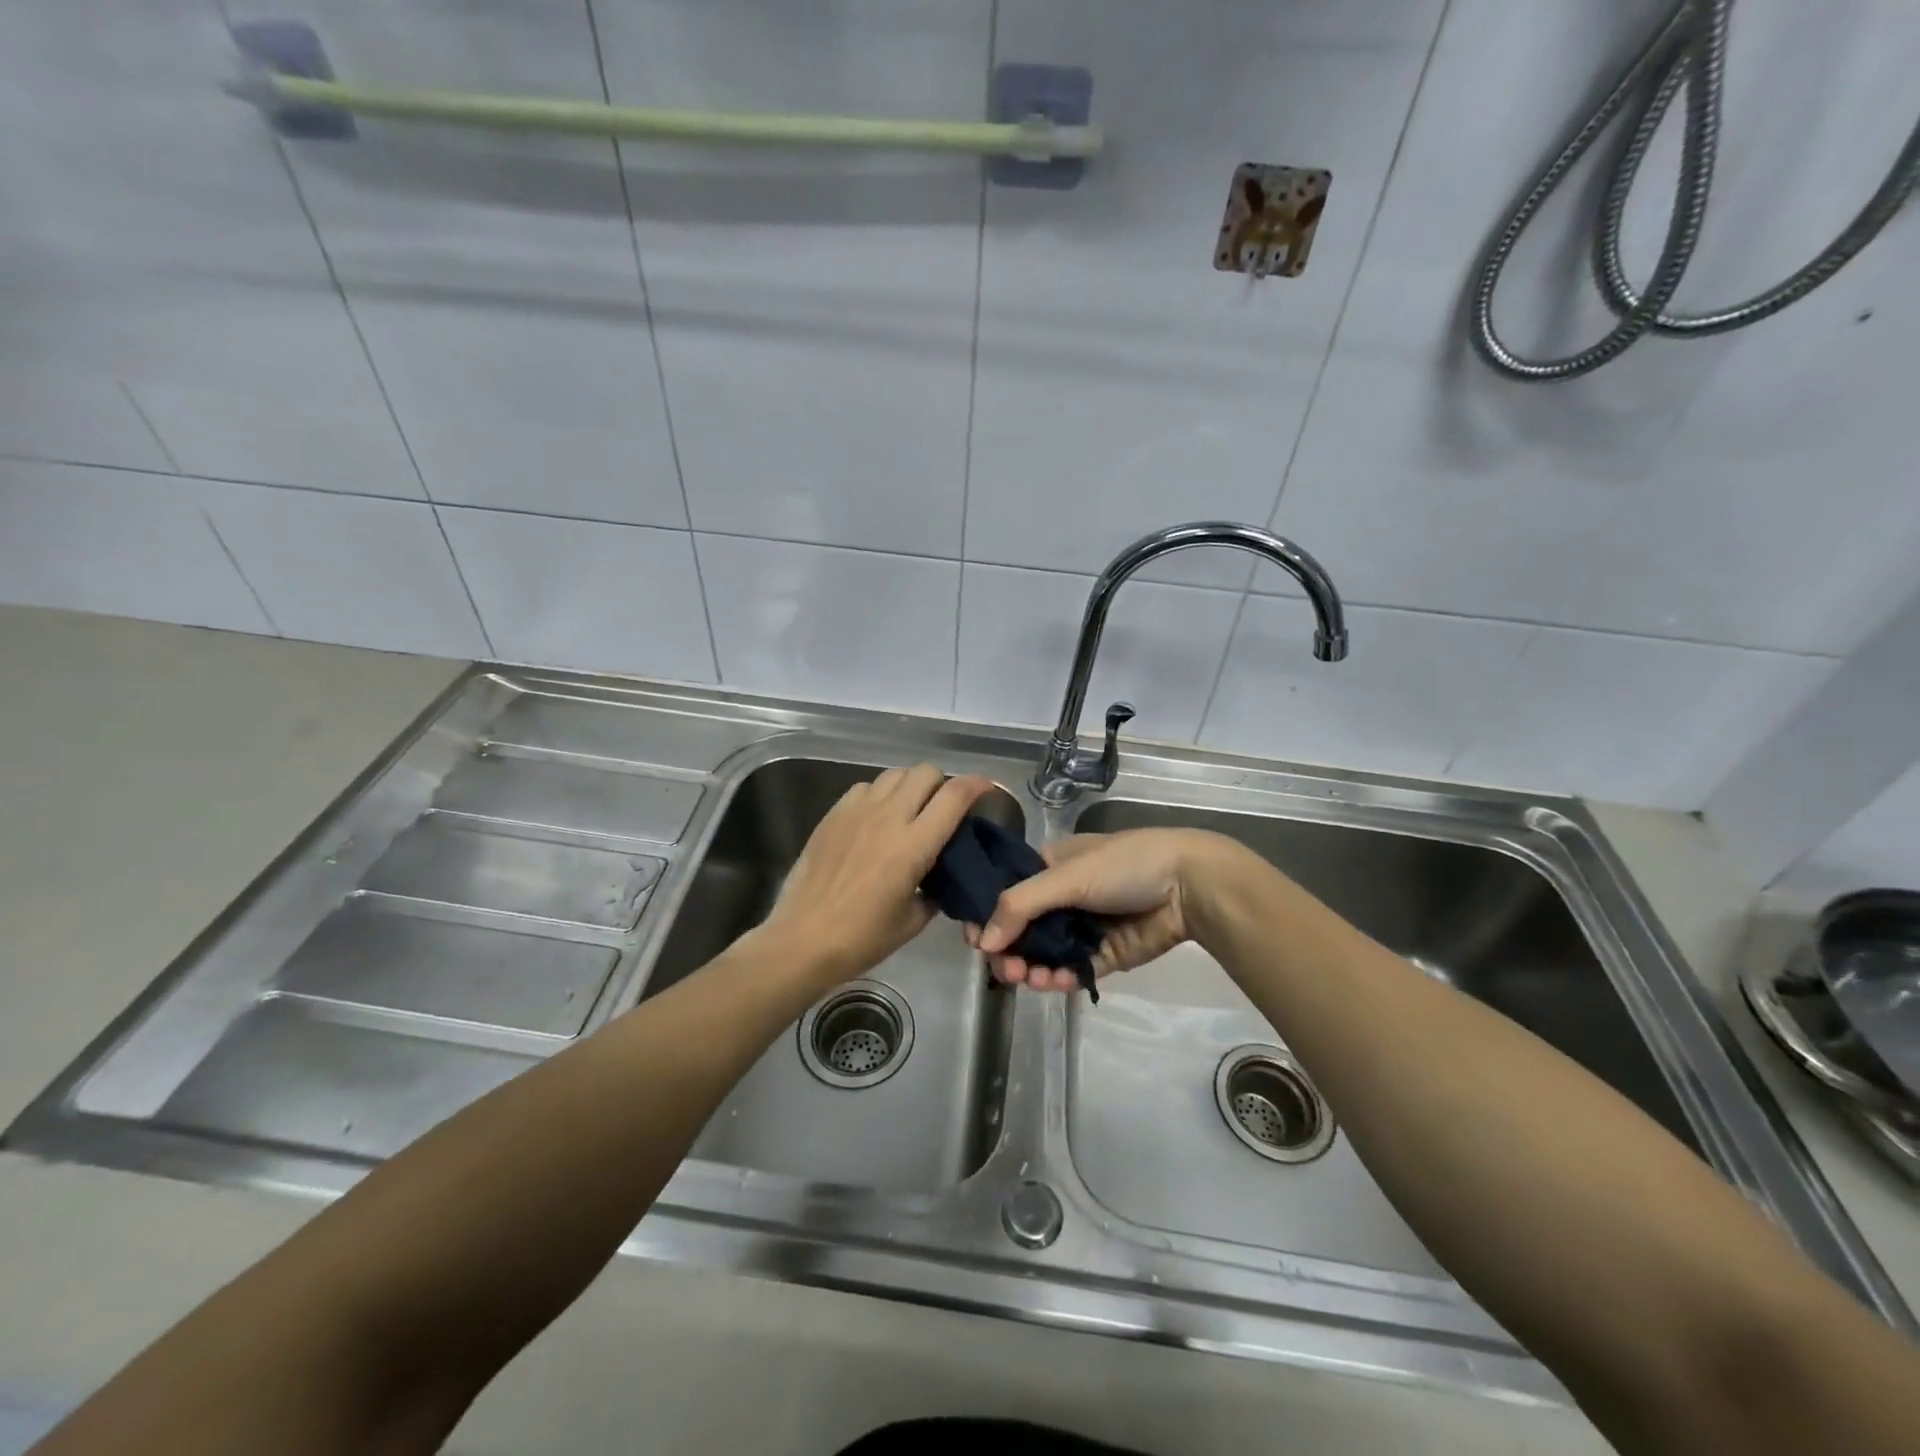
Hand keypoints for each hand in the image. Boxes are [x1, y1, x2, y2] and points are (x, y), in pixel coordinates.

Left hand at [760, 764, 993, 988]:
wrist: (803, 939)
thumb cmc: (862, 938)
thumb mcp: (913, 920)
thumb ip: (933, 891)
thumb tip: (939, 878)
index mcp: (914, 845)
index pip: (954, 796)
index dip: (976, 785)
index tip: (985, 789)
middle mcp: (888, 817)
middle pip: (925, 772)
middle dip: (942, 784)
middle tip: (943, 808)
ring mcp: (857, 811)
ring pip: (894, 774)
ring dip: (910, 786)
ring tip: (909, 810)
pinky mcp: (833, 814)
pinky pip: (865, 787)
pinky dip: (880, 794)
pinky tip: (876, 819)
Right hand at [966, 829, 1230, 992]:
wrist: (1188, 886)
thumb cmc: (1123, 866)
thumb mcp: (1066, 876)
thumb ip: (1020, 905)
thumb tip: (982, 942)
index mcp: (1049, 867)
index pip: (1005, 892)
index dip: (987, 916)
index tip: (975, 940)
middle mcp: (1061, 896)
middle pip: (1021, 929)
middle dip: (1008, 951)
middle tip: (1004, 970)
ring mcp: (1082, 927)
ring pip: (1043, 954)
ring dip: (1030, 968)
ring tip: (1028, 979)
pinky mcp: (1103, 955)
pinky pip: (1071, 970)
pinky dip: (1057, 979)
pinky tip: (1051, 982)